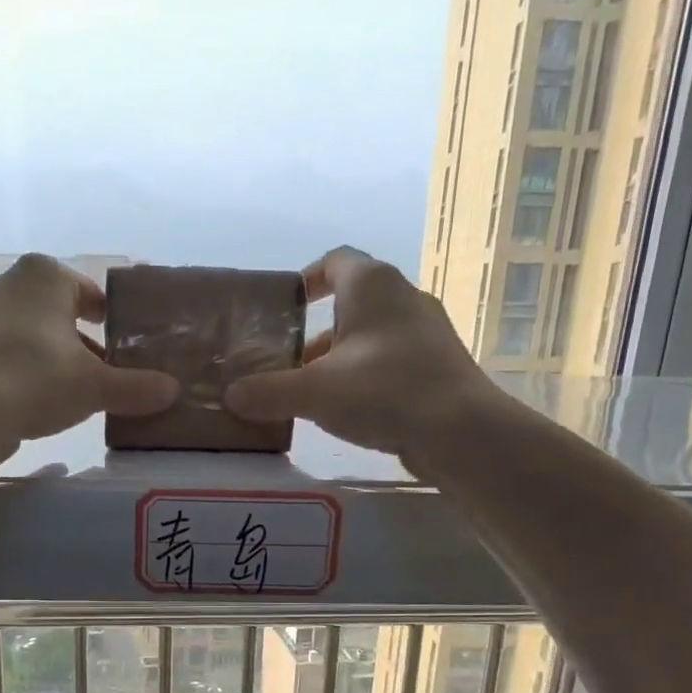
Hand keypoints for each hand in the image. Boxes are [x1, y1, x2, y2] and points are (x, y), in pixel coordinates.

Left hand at [0, 253, 178, 439]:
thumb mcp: (96, 386)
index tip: (123, 344)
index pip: (89, 292)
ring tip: (74, 391)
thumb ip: (136, 387)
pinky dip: (25, 369)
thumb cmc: (38, 379)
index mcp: (45, 275)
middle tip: (105, 371)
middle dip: (82, 340)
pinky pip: (6, 352)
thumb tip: (172, 391)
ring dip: (53, 355)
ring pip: (30, 332)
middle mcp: (8, 283)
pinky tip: (38, 399)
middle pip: (58, 312)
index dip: (110, 318)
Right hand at [223, 246, 498, 458]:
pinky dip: (366, 377)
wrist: (461, 431)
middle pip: (351, 303)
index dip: (306, 279)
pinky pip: (391, 361)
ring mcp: (426, 332)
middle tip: (288, 361)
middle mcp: (403, 297)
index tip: (285, 306)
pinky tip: (350, 410)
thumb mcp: (315, 392)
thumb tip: (230, 396)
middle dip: (316, 332)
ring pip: (371, 336)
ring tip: (313, 393)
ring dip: (340, 358)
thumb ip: (269, 392)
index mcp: (372, 285)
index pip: (334, 261)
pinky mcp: (438, 366)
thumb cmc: (384, 391)